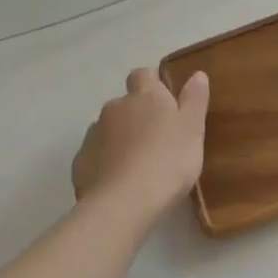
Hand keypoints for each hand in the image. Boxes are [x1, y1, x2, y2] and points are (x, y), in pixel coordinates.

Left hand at [72, 69, 209, 223]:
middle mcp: (115, 107)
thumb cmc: (167, 161)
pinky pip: (95, 155)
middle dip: (136, 116)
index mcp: (144, 95)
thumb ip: (194, 99)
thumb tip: (197, 74)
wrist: (123, 203)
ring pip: (108, 130)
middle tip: (156, 141)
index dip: (152, 86)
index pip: (142, 75)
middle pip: (125, 104)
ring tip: (137, 166)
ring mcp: (94, 134)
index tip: (164, 104)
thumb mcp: (193, 129)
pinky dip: (105, 163)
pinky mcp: (80, 162)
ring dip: (119, 140)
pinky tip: (118, 184)